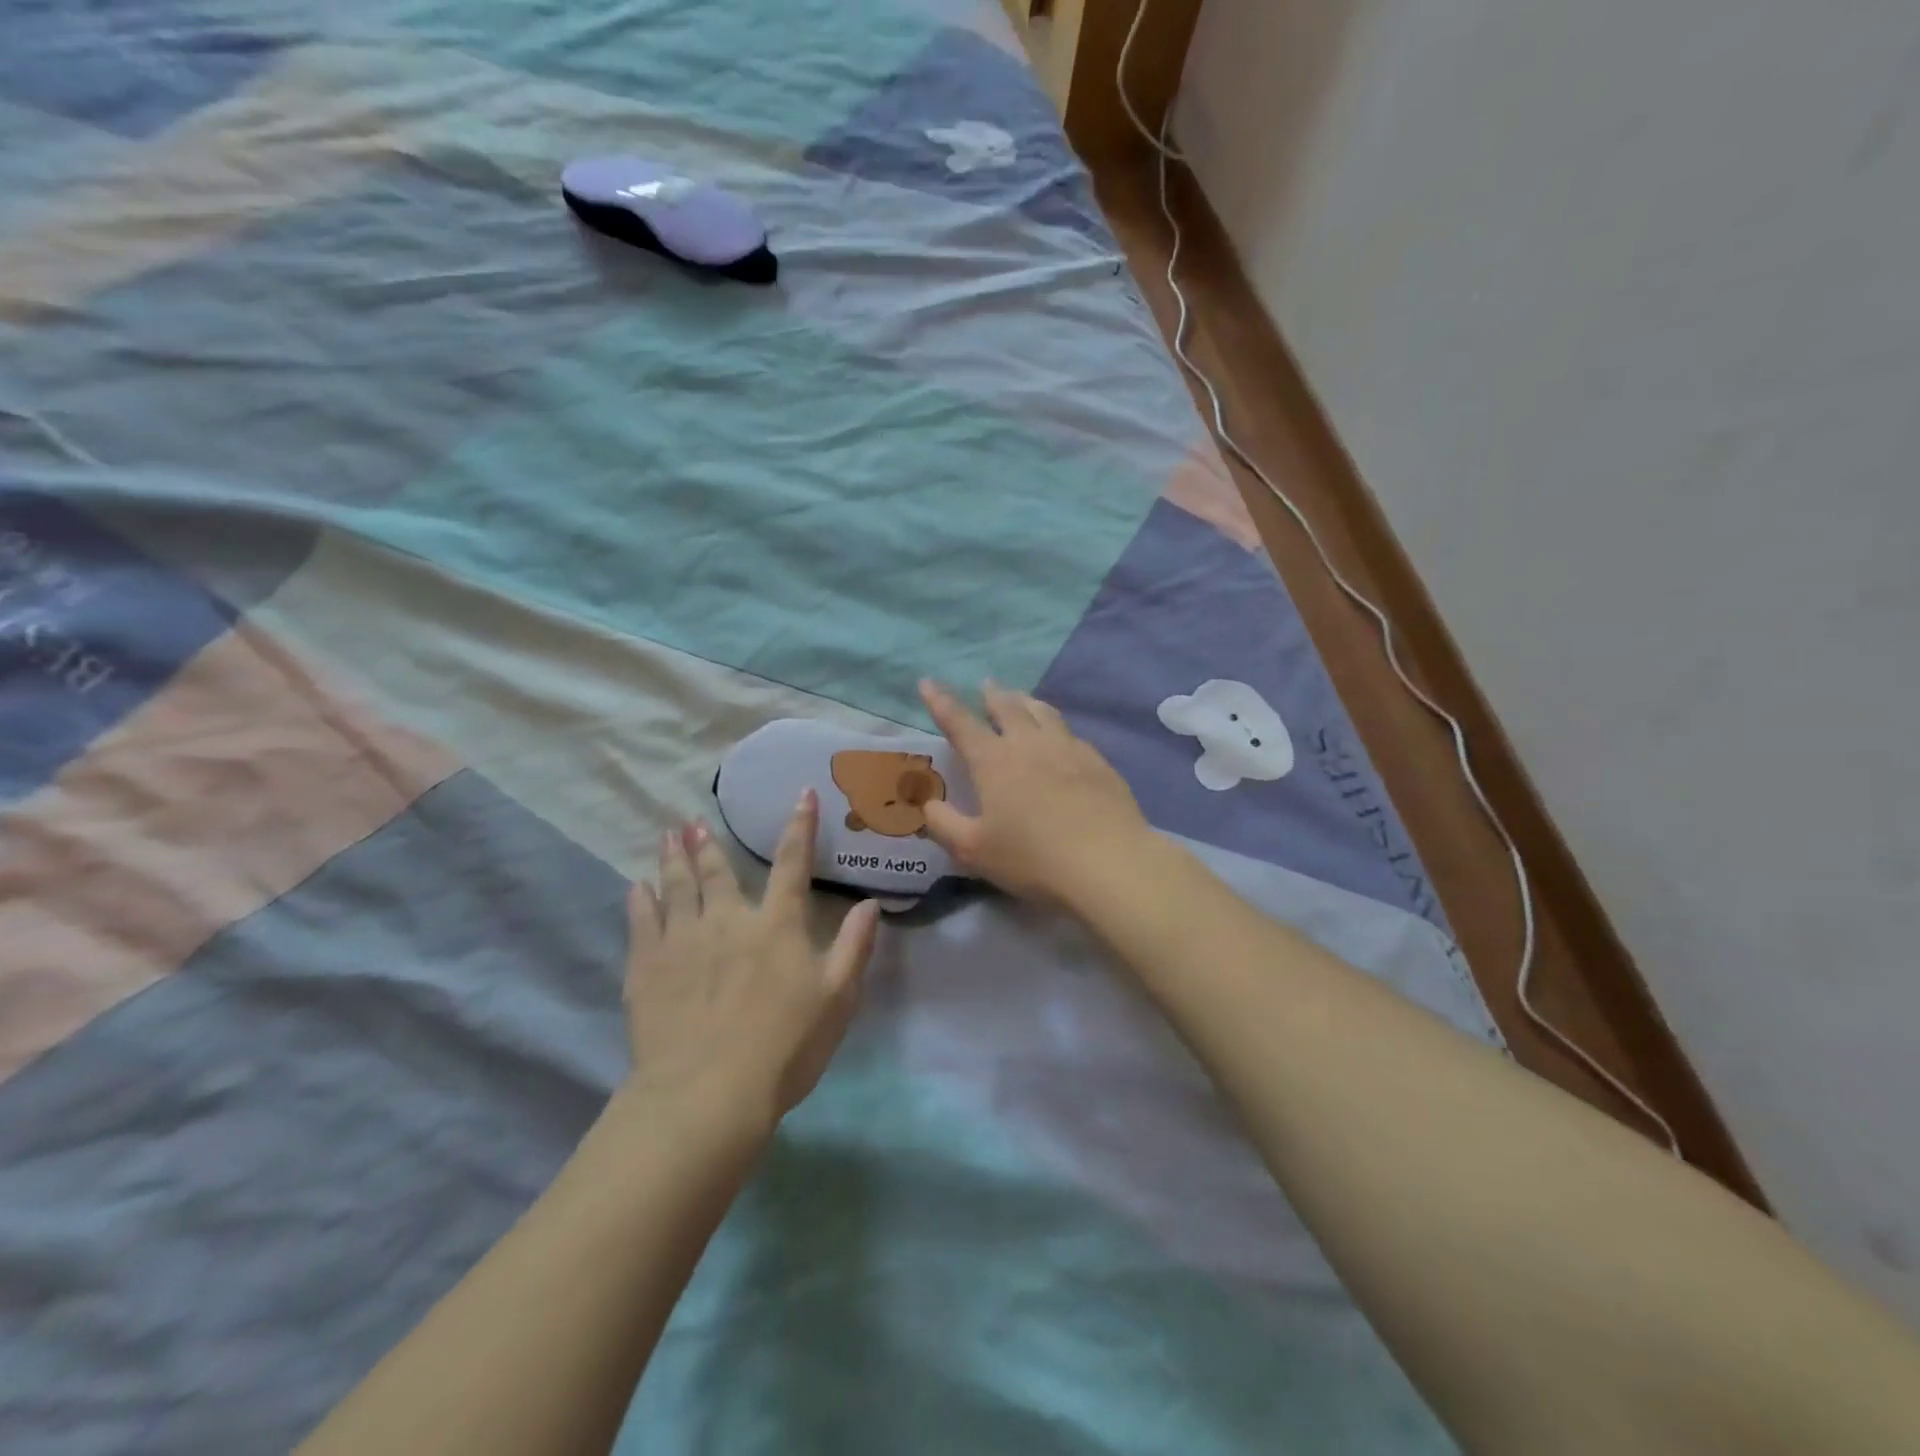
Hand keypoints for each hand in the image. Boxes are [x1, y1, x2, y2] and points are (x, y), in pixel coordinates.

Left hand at [624, 795, 880, 1129]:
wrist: (708, 1092)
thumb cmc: (784, 1047)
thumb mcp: (837, 999)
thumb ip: (854, 947)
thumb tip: (870, 903)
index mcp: (776, 925)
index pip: (791, 864)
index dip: (800, 826)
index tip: (801, 794)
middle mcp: (728, 920)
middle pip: (717, 872)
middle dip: (707, 844)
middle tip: (691, 822)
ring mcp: (682, 941)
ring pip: (677, 889)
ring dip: (673, 860)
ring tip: (666, 836)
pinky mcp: (647, 967)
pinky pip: (641, 923)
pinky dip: (639, 902)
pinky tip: (635, 887)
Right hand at [919, 679, 1154, 907]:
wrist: (1107, 862)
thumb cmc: (1032, 858)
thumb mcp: (974, 850)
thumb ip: (944, 825)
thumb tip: (928, 804)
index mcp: (993, 761)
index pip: (959, 722)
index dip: (940, 701)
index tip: (927, 682)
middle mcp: (1029, 744)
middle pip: (1007, 707)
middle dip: (991, 694)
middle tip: (985, 686)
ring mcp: (1068, 749)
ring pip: (1043, 712)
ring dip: (1026, 701)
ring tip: (1021, 699)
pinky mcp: (1098, 762)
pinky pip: (1070, 733)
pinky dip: (1056, 727)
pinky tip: (1061, 739)